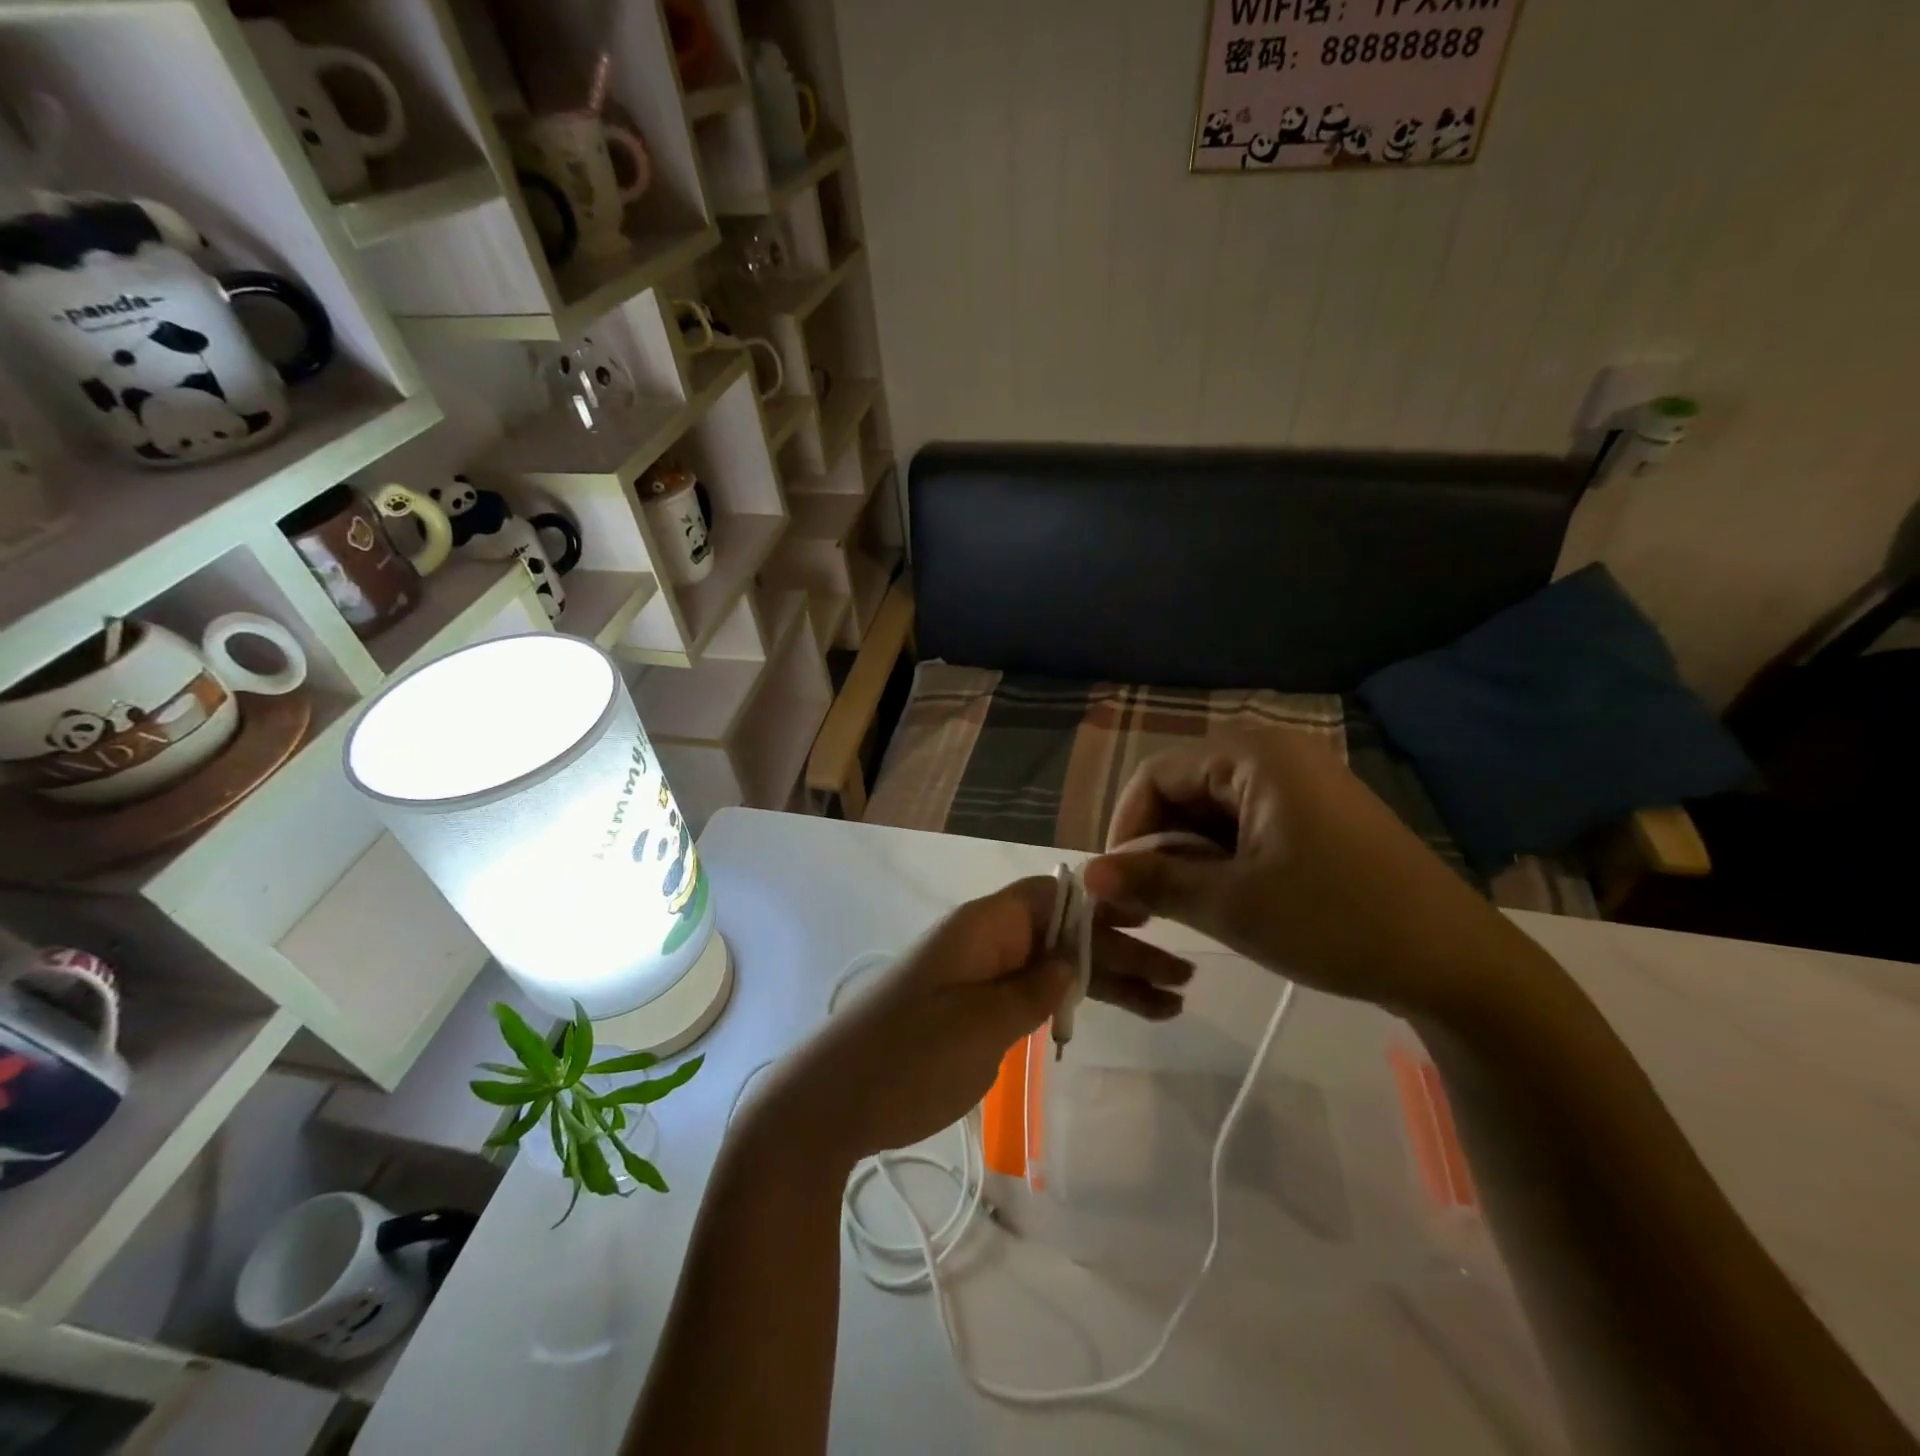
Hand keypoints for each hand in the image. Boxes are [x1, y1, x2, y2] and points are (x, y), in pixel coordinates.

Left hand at [752, 878, 1193, 1167]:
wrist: (832, 1102)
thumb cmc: (908, 1056)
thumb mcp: (982, 1023)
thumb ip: (1035, 989)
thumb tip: (1071, 960)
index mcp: (983, 927)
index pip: (1052, 894)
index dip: (1102, 900)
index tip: (1151, 914)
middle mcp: (986, 942)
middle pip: (1064, 933)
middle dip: (1121, 951)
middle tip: (1182, 978)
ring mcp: (980, 978)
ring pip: (1055, 968)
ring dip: (1108, 982)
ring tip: (1170, 1007)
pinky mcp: (975, 1012)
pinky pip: (1034, 995)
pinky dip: (1073, 1004)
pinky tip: (1111, 1016)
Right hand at [1083, 735, 1525, 1018]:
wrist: (1456, 964)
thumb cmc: (1335, 922)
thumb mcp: (1231, 905)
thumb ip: (1152, 883)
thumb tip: (1088, 875)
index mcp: (1254, 757)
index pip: (1156, 776)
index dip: (1127, 828)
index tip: (1118, 883)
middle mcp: (1277, 755)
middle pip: (1185, 789)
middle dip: (1158, 844)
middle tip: (1148, 903)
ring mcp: (1304, 784)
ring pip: (1215, 810)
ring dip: (1190, 855)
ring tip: (1186, 907)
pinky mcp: (1320, 814)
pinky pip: (1249, 823)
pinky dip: (1225, 857)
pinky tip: (1228, 898)